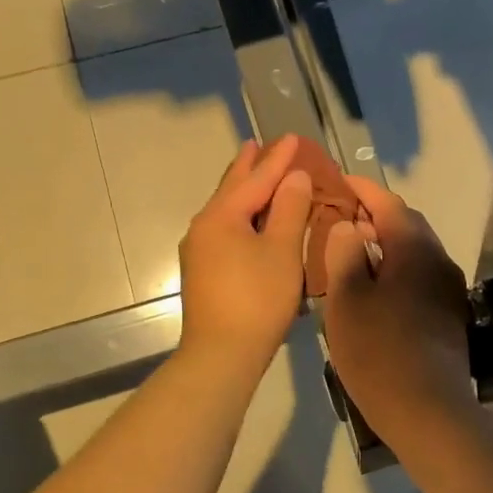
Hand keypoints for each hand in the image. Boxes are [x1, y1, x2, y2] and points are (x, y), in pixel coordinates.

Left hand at [177, 136, 312, 370]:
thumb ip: (289, 209)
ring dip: (244, 191)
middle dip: (250, 167)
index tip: (294, 138)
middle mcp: (204, 226)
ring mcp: (199, 250)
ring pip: (226, 210)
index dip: (278, 158)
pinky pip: (225, 229)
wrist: (220, 354)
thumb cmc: (257, 299)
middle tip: (260, 145)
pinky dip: (242, 215)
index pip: (256, 178)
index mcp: (222, 216)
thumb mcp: (281, 251)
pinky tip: (250, 220)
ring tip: (256, 175)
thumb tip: (293, 177)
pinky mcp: (202, 271)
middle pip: (232, 188)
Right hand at [320, 177, 473, 432]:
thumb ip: (345, 255)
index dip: (361, 189)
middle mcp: (438, 261)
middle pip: (405, 224)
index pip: (388, 203)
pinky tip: (371, 290)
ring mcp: (447, 290)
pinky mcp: (448, 315)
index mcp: (414, 250)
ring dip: (383, 245)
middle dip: (373, 216)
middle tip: (338, 218)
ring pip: (412, 252)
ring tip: (349, 253)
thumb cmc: (379, 351)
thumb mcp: (347, 300)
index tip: (338, 180)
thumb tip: (348, 227)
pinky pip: (417, 277)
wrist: (428, 411)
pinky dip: (393, 270)